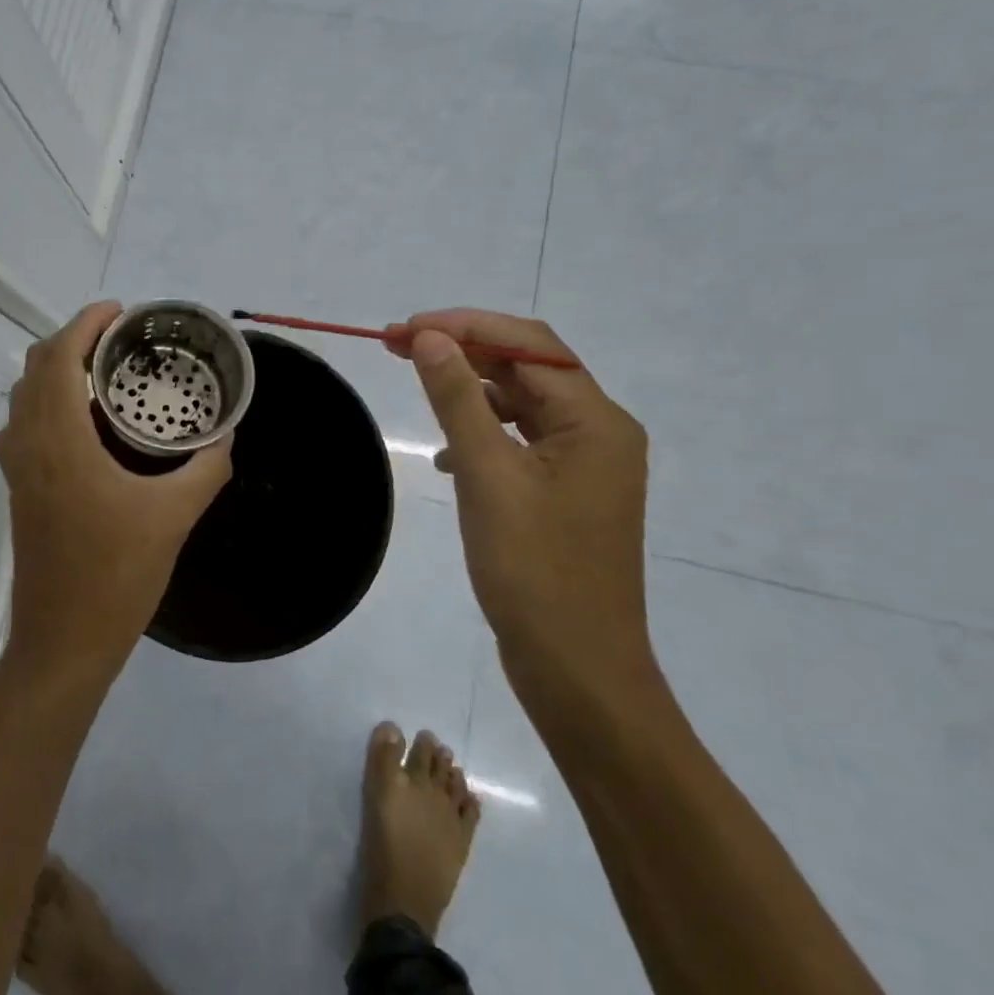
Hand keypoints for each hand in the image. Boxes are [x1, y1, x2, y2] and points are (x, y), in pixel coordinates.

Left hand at [0, 302, 232, 690]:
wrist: (63, 642)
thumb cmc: (117, 578)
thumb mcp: (174, 518)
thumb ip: (205, 469)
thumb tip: (226, 436)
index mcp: (60, 442)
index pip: (58, 358)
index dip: (84, 323)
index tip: (120, 312)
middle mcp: (28, 445)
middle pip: (36, 367)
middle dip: (73, 339)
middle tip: (120, 339)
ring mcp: (17, 468)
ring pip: (24, 394)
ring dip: (56, 369)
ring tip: (104, 371)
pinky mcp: (18, 489)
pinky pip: (24, 422)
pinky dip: (48, 400)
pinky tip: (86, 421)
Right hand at [386, 309, 658, 720]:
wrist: (577, 670)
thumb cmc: (534, 571)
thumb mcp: (487, 476)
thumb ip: (457, 399)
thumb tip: (429, 336)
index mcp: (595, 421)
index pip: (527, 344)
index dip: (464, 325)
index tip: (402, 329)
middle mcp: (598, 432)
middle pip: (526, 368)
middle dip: (462, 349)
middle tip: (395, 345)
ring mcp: (583, 465)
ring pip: (521, 403)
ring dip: (469, 389)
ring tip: (416, 384)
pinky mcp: (565, 493)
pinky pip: (519, 441)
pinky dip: (481, 432)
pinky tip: (446, 455)